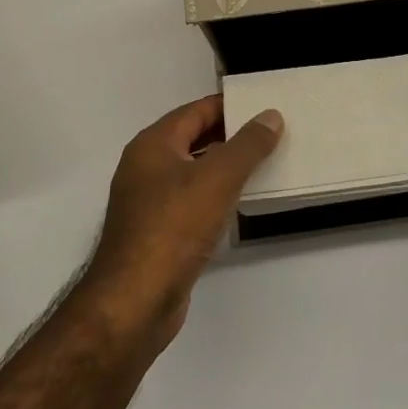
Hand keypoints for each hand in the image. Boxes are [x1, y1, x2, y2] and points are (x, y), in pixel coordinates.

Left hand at [85, 95, 282, 338]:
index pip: (196, 111)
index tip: (265, 106)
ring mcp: (149, 202)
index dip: (230, 106)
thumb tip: (270, 116)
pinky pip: (192, 201)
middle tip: (273, 133)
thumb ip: (248, 145)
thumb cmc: (174, 228)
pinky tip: (241, 203)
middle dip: (232, 136)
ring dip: (226, 167)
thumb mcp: (218, 178)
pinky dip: (216, 196)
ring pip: (194, 172)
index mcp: (153, 145)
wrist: (135, 301)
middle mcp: (146, 167)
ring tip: (266, 164)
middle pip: (194, 139)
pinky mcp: (158, 232)